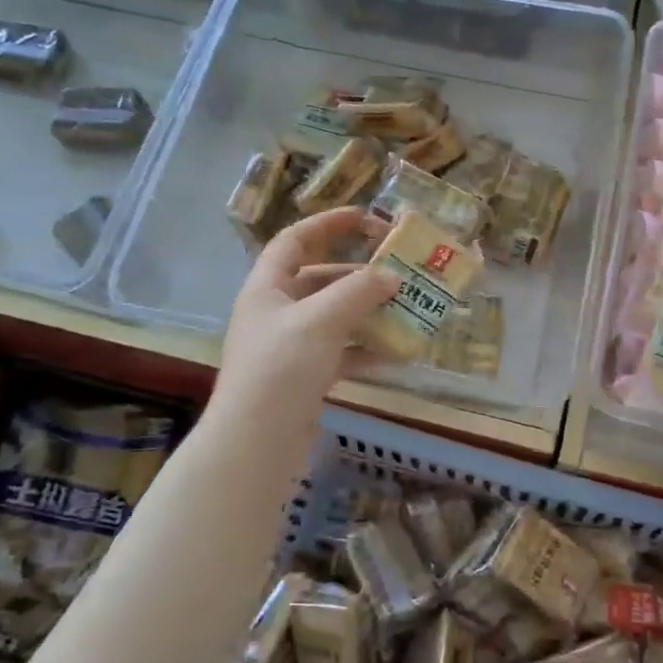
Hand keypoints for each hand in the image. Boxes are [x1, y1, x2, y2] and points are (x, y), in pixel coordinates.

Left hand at [213, 208, 398, 433]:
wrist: (256, 444)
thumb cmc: (282, 368)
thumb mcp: (321, 320)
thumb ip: (358, 292)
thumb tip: (392, 276)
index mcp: (267, 288)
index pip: (294, 241)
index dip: (327, 224)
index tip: (365, 218)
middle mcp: (275, 313)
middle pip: (320, 280)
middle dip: (359, 276)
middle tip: (398, 273)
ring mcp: (289, 347)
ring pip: (334, 318)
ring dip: (367, 313)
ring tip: (405, 310)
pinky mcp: (304, 378)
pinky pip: (340, 352)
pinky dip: (365, 350)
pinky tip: (395, 353)